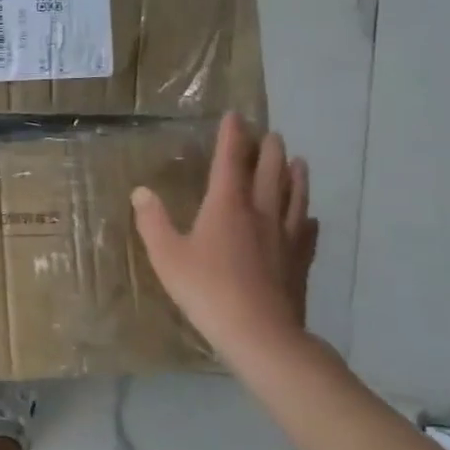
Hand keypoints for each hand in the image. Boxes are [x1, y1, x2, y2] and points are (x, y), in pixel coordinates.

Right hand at [132, 112, 318, 368]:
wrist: (260, 332)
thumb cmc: (206, 290)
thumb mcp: (167, 255)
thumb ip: (153, 221)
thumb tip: (141, 191)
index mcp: (227, 206)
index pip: (230, 161)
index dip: (232, 137)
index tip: (236, 116)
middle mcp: (260, 213)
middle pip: (269, 172)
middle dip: (267, 150)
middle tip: (269, 133)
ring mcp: (285, 237)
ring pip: (293, 196)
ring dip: (294, 175)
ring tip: (297, 160)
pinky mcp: (299, 261)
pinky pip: (306, 231)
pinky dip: (305, 217)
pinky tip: (308, 217)